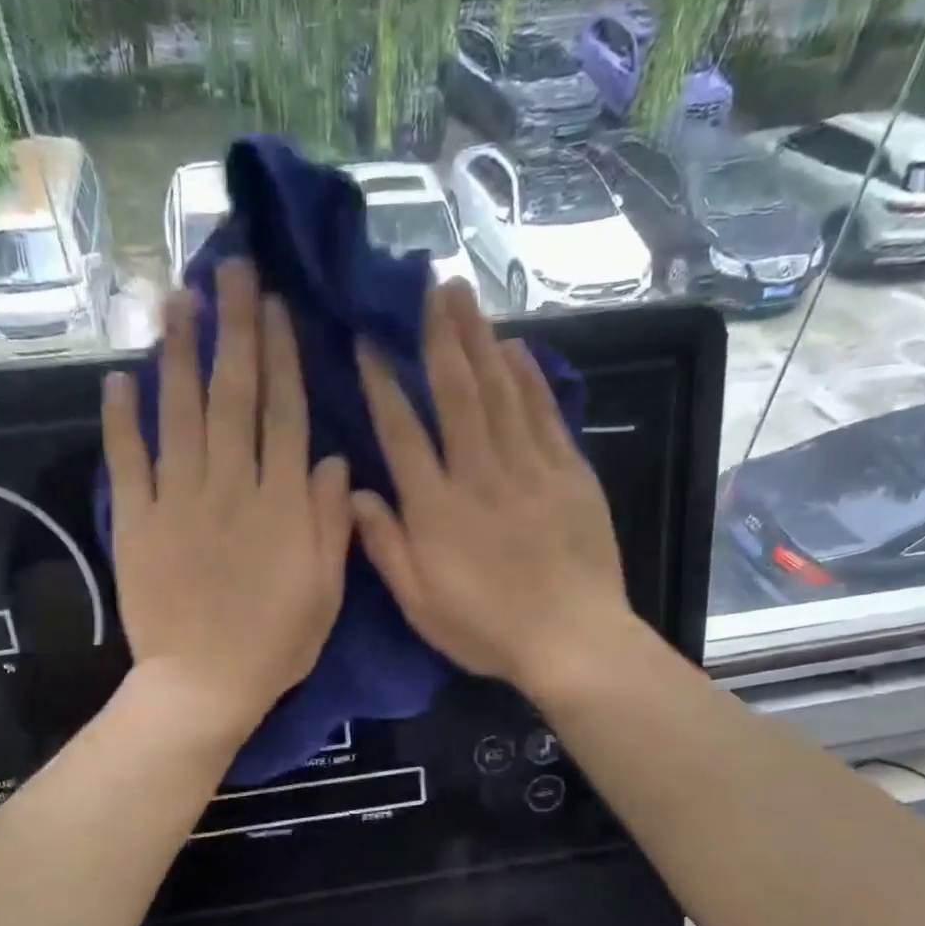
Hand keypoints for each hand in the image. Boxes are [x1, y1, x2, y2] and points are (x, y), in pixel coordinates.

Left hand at [103, 260, 351, 739]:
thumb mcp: (326, 592)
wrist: (203, 685)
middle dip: (234, 330)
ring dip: (178, 353)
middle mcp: (231, 487)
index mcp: (281, 504)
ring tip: (178, 299)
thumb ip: (331, 523)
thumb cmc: (275, 644)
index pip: (284, 415)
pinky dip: (122, 420)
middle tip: (230, 270)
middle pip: (233, 396)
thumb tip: (334, 460)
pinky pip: (128, 462)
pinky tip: (119, 377)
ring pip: (178, 414)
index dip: (282, 358)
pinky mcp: (137, 523)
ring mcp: (178, 501)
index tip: (277, 308)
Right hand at [351, 280, 631, 694]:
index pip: (402, 431)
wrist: (571, 640)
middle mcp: (479, 474)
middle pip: (455, 392)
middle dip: (438, 335)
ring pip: (500, 390)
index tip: (368, 341)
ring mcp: (529, 468)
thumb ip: (384, 545)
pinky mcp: (569, 473)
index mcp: (436, 508)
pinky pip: (544, 413)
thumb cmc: (486, 629)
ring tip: (463, 295)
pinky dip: (529, 376)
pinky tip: (515, 347)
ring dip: (480, 338)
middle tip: (426, 285)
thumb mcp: (419, 603)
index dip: (382, 384)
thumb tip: (353, 491)